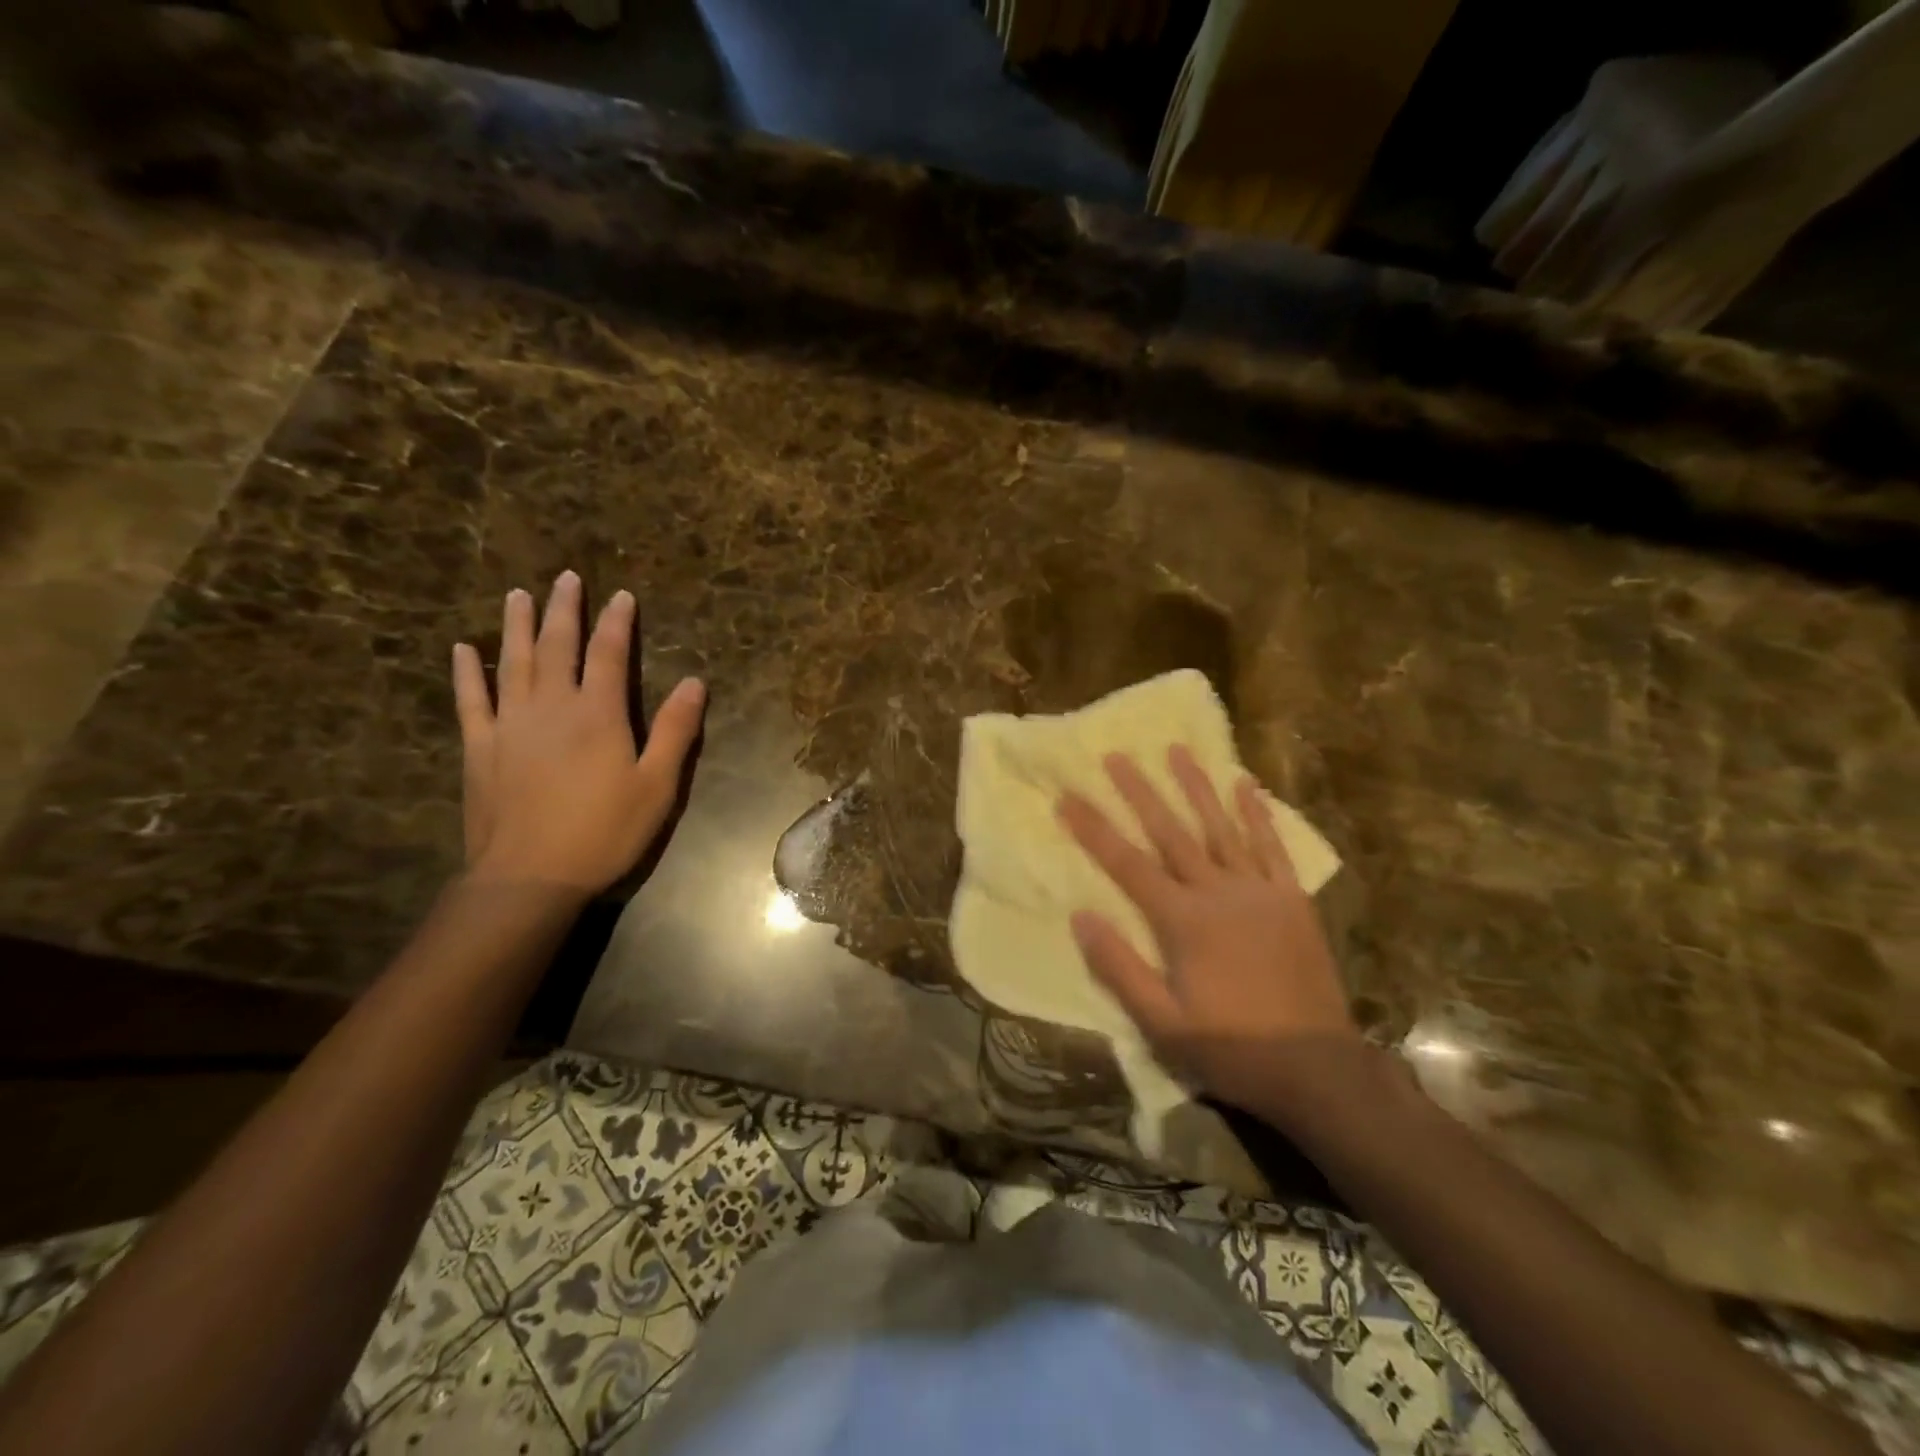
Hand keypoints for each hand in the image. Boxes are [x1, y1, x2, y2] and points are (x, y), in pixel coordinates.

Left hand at [452, 571, 704, 895]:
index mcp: (598, 714)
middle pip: (556, 646)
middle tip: (565, 578)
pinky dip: (466, 672)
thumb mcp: (657, 786)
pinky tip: (463, 649)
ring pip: (512, 662)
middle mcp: (551, 706)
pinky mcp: (479, 747)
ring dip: (516, 625)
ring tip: (517, 594)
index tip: (621, 595)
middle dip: (564, 609)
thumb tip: (695, 682)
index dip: (617, 622)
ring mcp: (509, 724)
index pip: (608, 654)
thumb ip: (675, 731)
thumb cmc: (605, 831)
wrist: (530, 876)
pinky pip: (470, 699)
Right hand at [1057, 748, 1362, 1119]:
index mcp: (1182, 921)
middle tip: (1117, 756)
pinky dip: (1258, 814)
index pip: (1127, 864)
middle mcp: (1218, 893)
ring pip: (1220, 827)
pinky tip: (1246, 785)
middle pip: (1171, 833)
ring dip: (1196, 787)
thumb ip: (1119, 967)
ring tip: (1176, 750)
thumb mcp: (1161, 1022)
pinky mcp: (1292, 900)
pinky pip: (1272, 847)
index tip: (1068, 796)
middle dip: (1139, 793)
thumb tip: (1080, 916)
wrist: (1316, 1069)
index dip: (1094, 829)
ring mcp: (1259, 892)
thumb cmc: (1230, 1048)